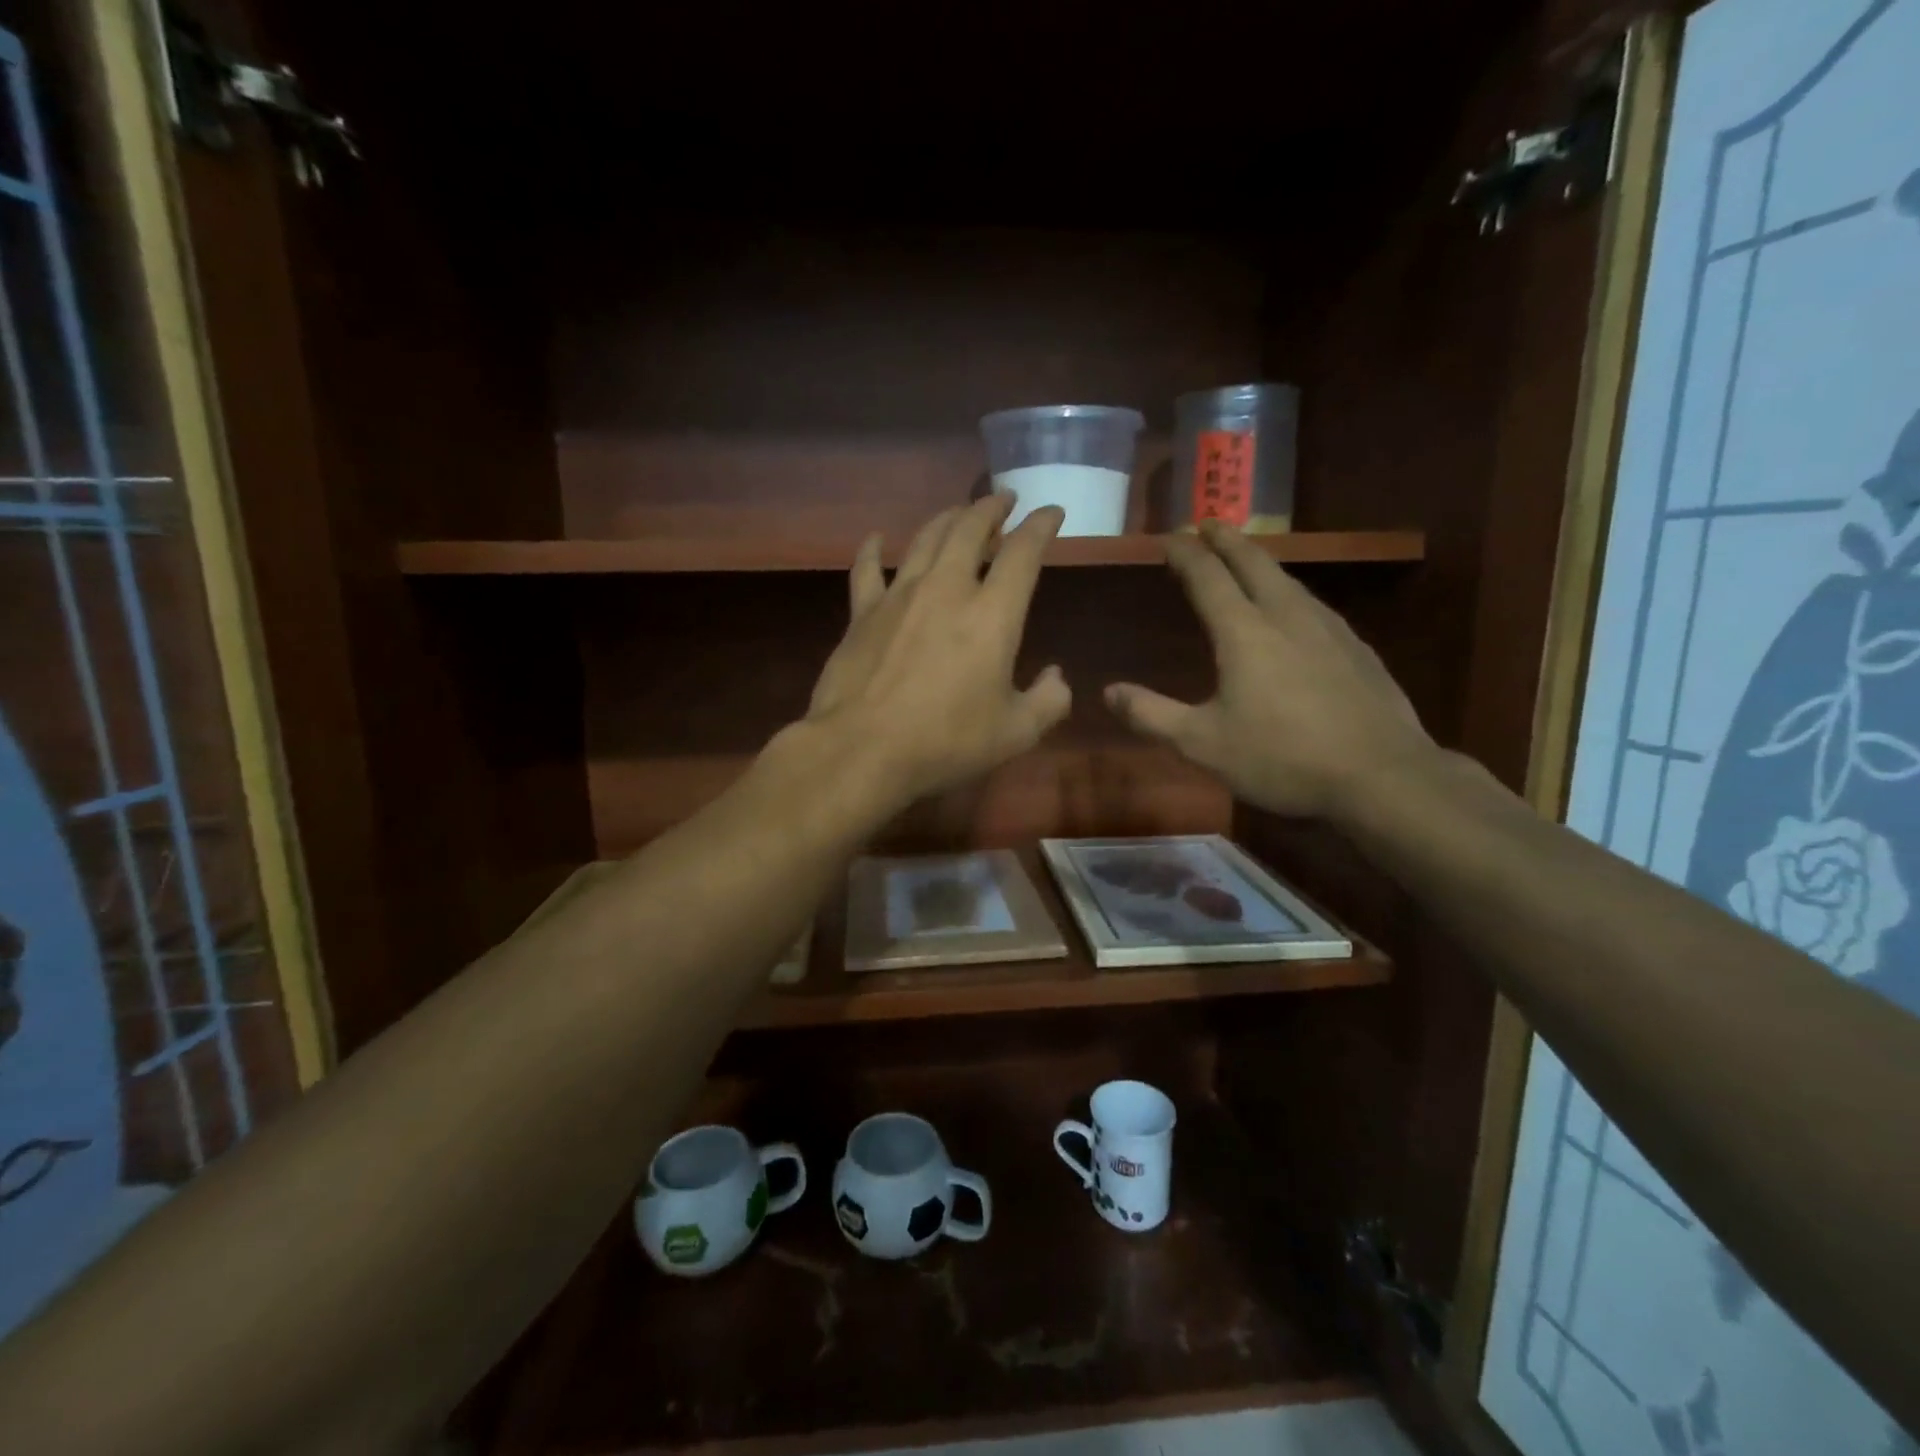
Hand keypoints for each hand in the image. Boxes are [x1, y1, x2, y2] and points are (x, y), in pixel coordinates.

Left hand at [807, 496, 1071, 801]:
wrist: (862, 749)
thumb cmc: (946, 741)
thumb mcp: (1015, 733)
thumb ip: (1048, 702)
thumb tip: (1057, 677)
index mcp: (992, 614)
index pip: (1023, 553)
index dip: (1041, 526)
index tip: (1051, 513)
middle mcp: (947, 589)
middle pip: (970, 529)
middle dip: (992, 508)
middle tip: (1004, 499)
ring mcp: (899, 596)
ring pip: (925, 539)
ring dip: (947, 519)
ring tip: (959, 513)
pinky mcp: (862, 613)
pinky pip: (867, 569)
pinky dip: (873, 549)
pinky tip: (876, 539)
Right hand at [1105, 523, 1433, 819]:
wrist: (1382, 776)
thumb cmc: (1281, 757)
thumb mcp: (1202, 744)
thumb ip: (1151, 715)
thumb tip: (1109, 692)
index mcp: (1244, 633)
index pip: (1207, 577)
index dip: (1185, 554)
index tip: (1168, 538)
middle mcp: (1287, 617)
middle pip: (1253, 563)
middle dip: (1227, 540)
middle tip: (1209, 523)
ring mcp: (1329, 630)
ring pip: (1288, 581)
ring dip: (1261, 562)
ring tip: (1247, 559)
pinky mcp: (1357, 649)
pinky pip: (1313, 605)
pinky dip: (1290, 592)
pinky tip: (1295, 610)